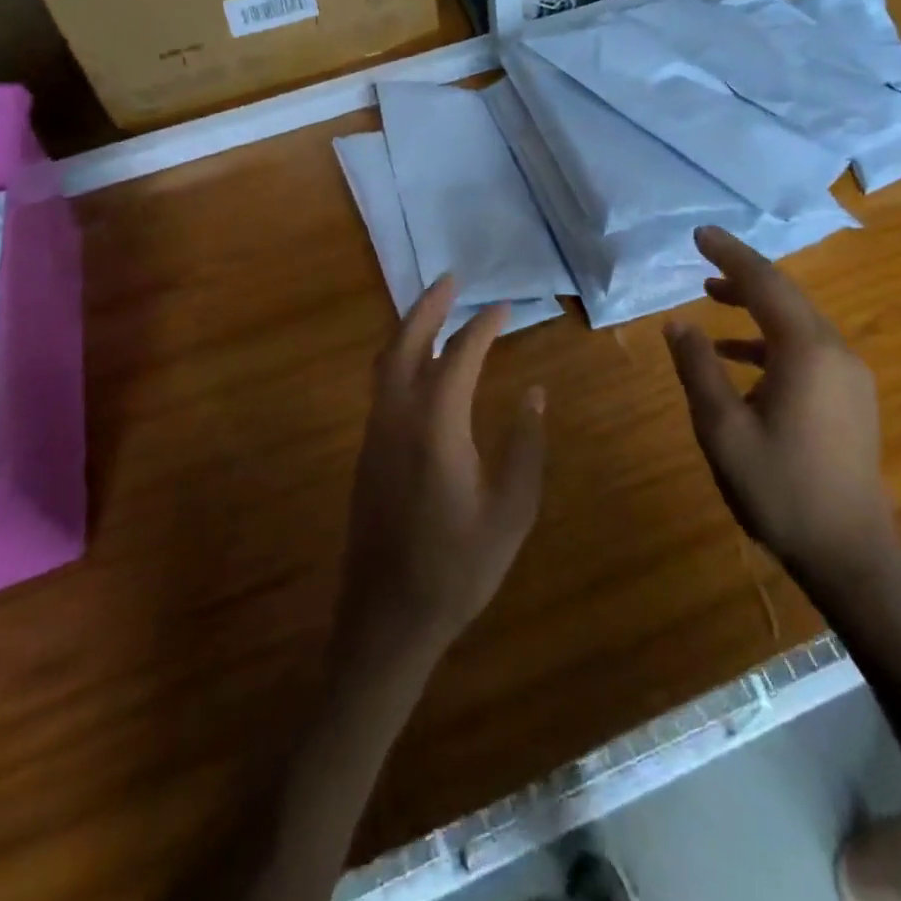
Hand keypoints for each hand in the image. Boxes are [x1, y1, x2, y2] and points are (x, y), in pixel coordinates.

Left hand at [335, 277, 546, 671]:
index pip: (459, 357)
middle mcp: (396, 419)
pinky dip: (401, 358)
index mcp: (435, 428)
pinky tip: (421, 366)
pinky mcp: (366, 454)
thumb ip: (525, 447)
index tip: (503, 307)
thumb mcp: (511, 512)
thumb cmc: (457, 568)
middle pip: (406, 344)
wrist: (387, 620)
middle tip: (451, 280)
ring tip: (435, 309)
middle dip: (428, 307)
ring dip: (410, 329)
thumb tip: (533, 394)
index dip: (482, 327)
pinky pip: (382, 387)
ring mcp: (374, 435)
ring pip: (386, 363)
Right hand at [662, 226, 898, 605]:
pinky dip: (769, 340)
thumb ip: (698, 368)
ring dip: (755, 305)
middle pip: (785, 295)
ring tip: (711, 297)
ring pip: (796, 321)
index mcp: (806, 351)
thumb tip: (677, 322)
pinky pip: (806, 348)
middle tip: (703, 257)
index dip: (730, 255)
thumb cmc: (780, 489)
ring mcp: (848, 375)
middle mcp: (834, 351)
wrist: (851, 552)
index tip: (700, 234)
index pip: (765, 284)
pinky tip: (737, 356)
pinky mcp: (850, 396)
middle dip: (743, 273)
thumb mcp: (722, 429)